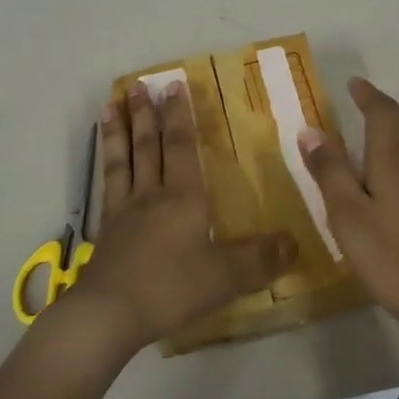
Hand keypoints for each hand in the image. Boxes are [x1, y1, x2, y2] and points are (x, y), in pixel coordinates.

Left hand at [71, 79, 293, 353]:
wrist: (108, 314)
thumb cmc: (170, 289)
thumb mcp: (224, 277)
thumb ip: (260, 260)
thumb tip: (295, 243)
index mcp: (183, 198)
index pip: (182, 147)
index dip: (180, 116)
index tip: (175, 86)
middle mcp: (151, 195)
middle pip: (148, 146)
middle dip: (147, 114)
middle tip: (141, 84)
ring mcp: (124, 211)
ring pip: (123, 160)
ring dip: (119, 131)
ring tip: (111, 104)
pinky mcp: (105, 230)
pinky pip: (107, 185)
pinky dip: (105, 164)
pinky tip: (103, 157)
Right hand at [297, 77, 398, 341]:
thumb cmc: (392, 257)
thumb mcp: (348, 215)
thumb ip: (330, 172)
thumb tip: (311, 130)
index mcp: (394, 161)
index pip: (383, 114)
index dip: (368, 96)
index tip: (353, 84)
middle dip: (384, 108)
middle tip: (362, 101)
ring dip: (394, 130)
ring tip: (370, 134)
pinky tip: (388, 179)